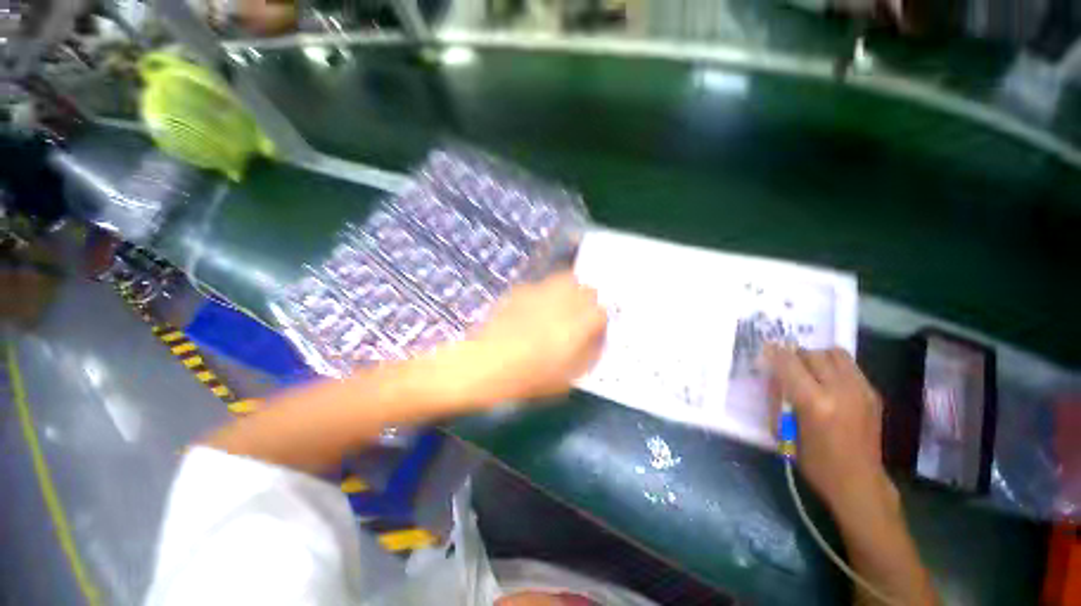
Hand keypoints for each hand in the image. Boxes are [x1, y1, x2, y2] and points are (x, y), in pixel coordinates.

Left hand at [463, 271, 606, 404]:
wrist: (486, 364)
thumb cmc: (529, 378)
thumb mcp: (566, 379)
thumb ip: (586, 356)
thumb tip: (595, 340)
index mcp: (577, 326)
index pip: (601, 312)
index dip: (600, 321)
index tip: (594, 330)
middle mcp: (563, 304)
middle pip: (587, 289)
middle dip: (588, 301)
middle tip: (580, 315)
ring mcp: (541, 293)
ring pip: (566, 279)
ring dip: (570, 290)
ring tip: (561, 305)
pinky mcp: (522, 291)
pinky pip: (541, 285)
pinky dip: (545, 293)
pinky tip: (535, 308)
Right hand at [765, 345, 897, 515]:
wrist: (858, 481)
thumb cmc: (814, 461)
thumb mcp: (785, 430)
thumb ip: (779, 398)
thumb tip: (774, 375)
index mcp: (815, 403)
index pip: (789, 363)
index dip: (775, 353)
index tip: (766, 350)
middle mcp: (841, 391)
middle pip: (813, 354)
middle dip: (795, 356)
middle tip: (787, 366)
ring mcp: (861, 390)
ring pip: (835, 353)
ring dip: (817, 357)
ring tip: (810, 371)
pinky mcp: (873, 393)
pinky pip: (849, 366)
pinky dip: (834, 366)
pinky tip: (828, 382)